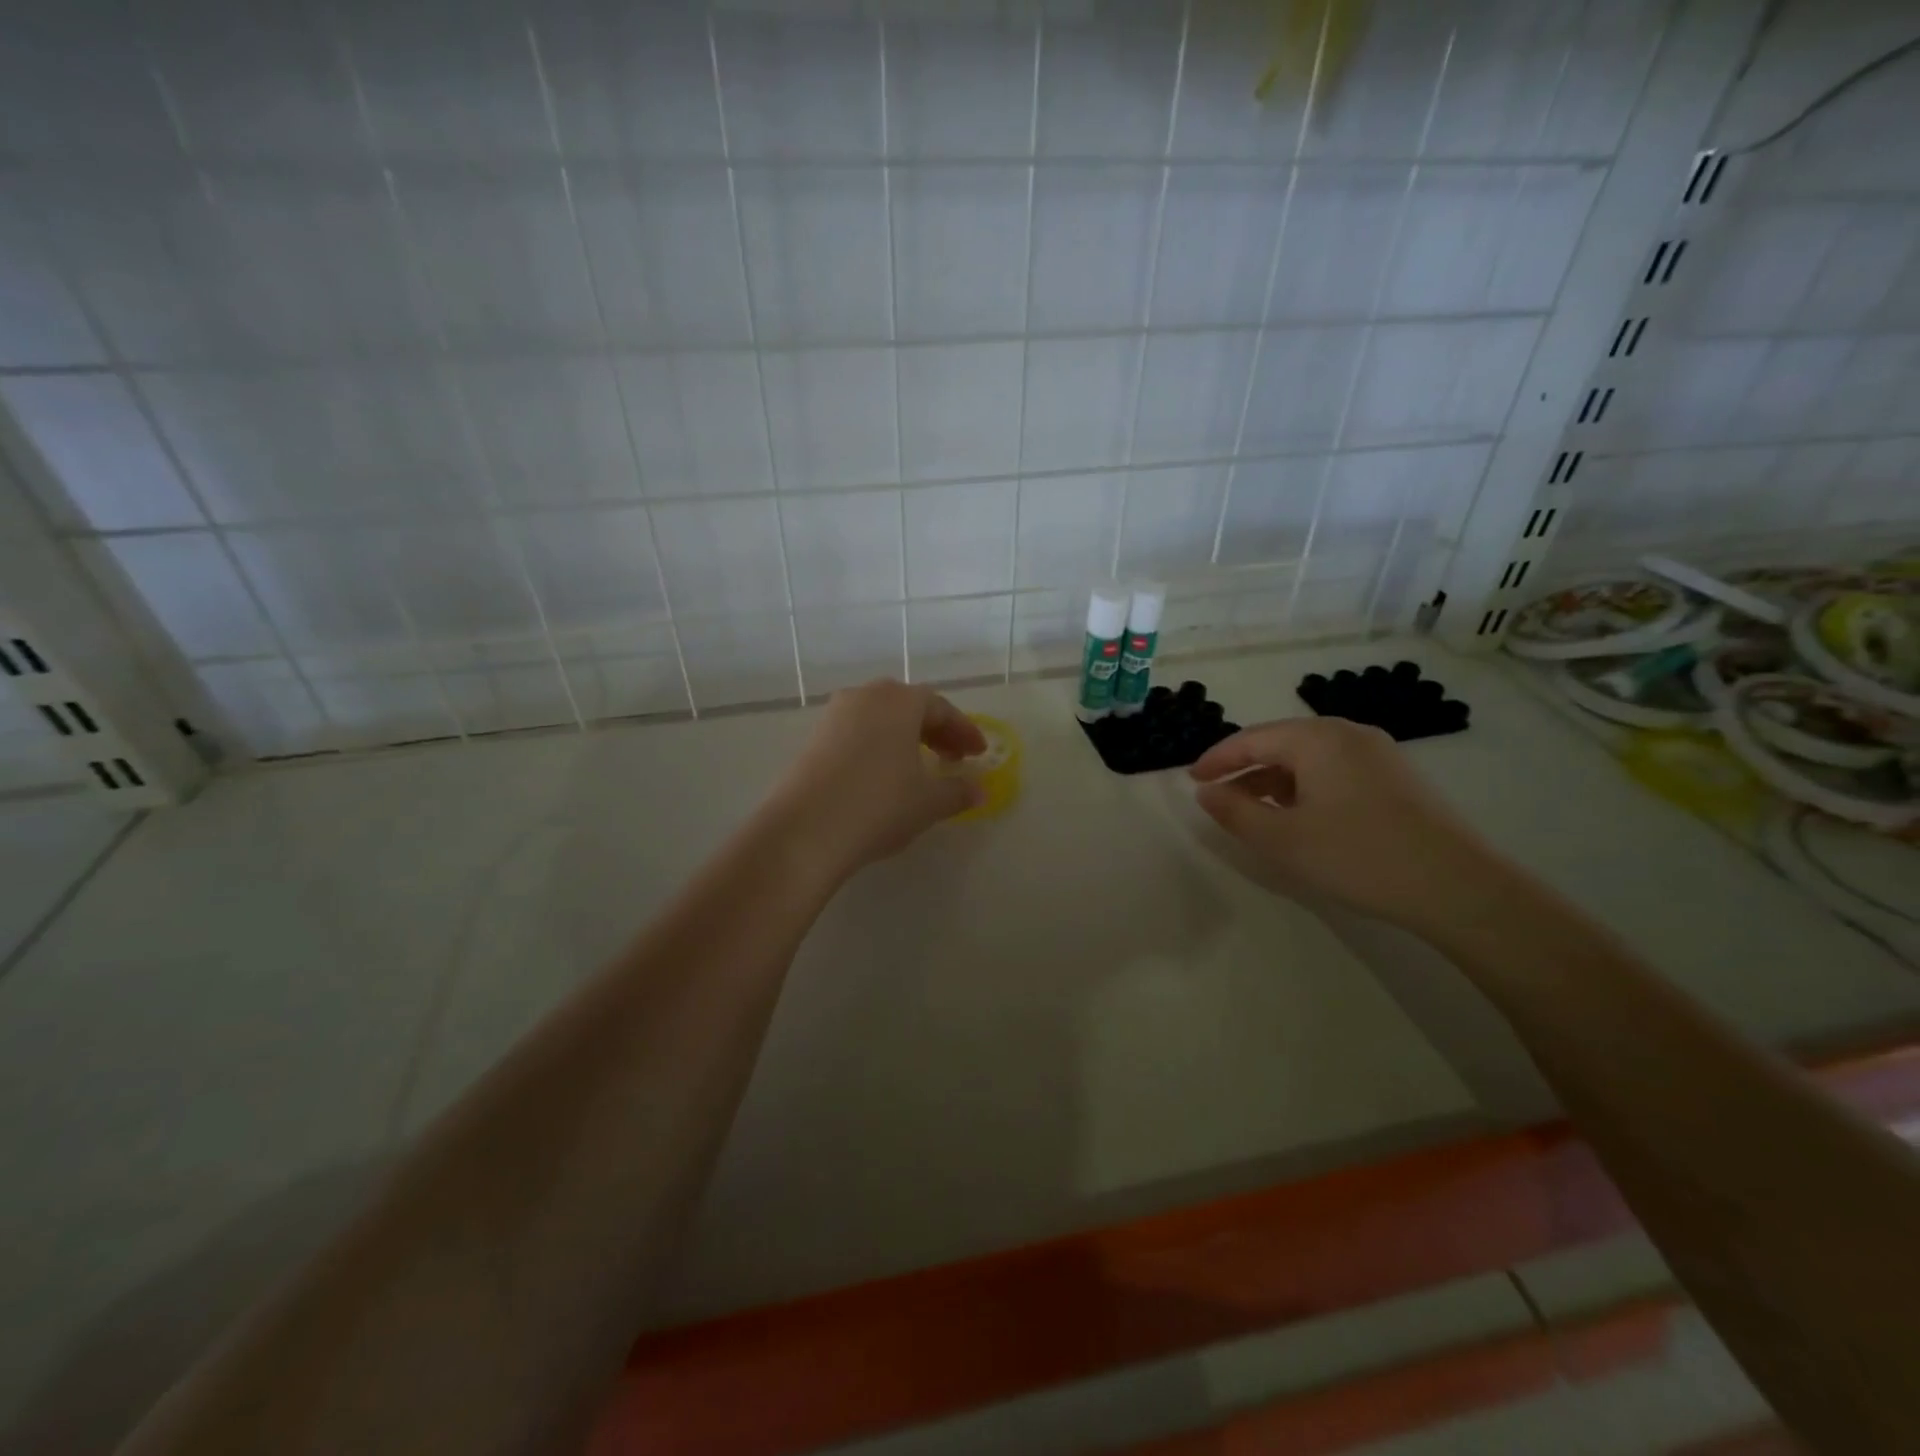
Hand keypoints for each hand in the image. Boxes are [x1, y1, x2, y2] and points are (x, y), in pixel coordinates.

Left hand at [767, 679, 987, 879]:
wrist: (806, 829)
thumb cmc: (879, 805)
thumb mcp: (929, 802)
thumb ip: (958, 792)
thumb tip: (979, 789)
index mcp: (900, 701)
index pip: (941, 708)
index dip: (964, 731)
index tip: (979, 754)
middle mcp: (866, 696)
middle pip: (909, 706)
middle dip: (935, 731)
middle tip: (953, 759)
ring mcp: (834, 715)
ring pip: (880, 718)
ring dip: (905, 738)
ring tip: (918, 768)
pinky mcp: (813, 738)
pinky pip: (857, 733)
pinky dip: (878, 747)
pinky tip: (882, 776)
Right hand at [1189, 716, 1507, 933]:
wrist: (1458, 886)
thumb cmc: (1358, 856)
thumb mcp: (1282, 839)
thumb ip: (1235, 812)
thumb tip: (1205, 792)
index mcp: (1316, 738)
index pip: (1251, 739)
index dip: (1216, 759)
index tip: (1191, 780)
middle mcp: (1348, 733)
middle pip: (1281, 742)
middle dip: (1246, 769)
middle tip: (1219, 796)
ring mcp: (1379, 753)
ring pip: (1309, 757)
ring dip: (1275, 780)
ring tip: (1256, 810)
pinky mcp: (1398, 777)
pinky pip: (1335, 769)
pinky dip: (1307, 786)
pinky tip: (1304, 816)